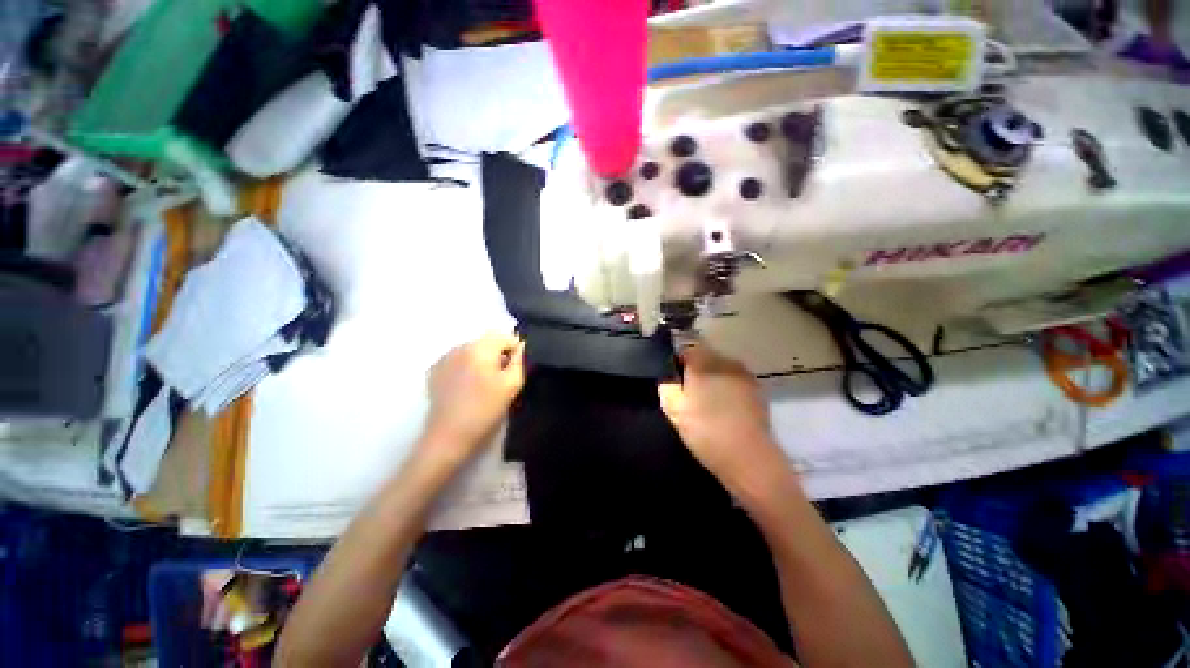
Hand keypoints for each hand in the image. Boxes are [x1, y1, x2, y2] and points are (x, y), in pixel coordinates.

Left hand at [422, 333, 525, 465]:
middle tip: (502, 379)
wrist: (449, 437)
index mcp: (480, 348)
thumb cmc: (485, 410)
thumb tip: (521, 347)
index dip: (516, 350)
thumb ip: (520, 361)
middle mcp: (460, 346)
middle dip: (498, 355)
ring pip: (472, 351)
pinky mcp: (434, 372)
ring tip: (484, 385)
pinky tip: (467, 388)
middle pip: (487, 342)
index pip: (505, 336)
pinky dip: (466, 368)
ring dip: (482, 361)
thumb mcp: (512, 385)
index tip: (516, 369)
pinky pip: (458, 361)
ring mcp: (444, 358)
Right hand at [658, 343, 785, 491]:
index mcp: (703, 364)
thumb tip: (669, 377)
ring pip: (721, 367)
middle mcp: (725, 362)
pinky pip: (734, 379)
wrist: (749, 457)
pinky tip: (725, 407)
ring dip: (712, 377)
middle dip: (696, 369)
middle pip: (705, 355)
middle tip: (689, 392)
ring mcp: (743, 374)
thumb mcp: (674, 410)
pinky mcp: (757, 388)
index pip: (686, 347)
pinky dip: (727, 387)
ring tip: (708, 401)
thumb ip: (667, 387)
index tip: (675, 378)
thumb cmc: (706, 432)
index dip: (678, 361)